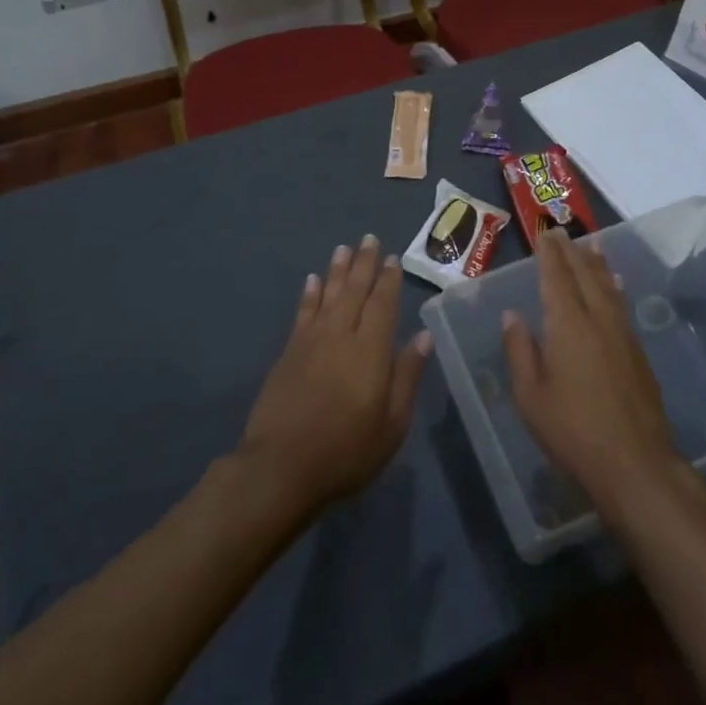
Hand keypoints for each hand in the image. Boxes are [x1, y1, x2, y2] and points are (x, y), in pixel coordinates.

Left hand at [238, 235, 429, 510]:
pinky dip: (309, 294)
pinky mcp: (289, 352)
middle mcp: (342, 335)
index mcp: (371, 349)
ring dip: (337, 271)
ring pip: (329, 295)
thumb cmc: (347, 449)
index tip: (393, 258)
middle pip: (355, 291)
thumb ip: (407, 375)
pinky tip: (312, 280)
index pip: (383, 304)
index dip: (389, 280)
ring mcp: (312, 341)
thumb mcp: (392, 423)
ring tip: (343, 248)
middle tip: (369, 239)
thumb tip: (423, 335)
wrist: (282, 466)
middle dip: (364, 264)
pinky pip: (303, 313)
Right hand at [501, 228, 683, 510]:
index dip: (550, 253)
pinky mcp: (638, 352)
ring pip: (608, 286)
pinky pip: (621, 303)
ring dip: (596, 263)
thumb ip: (520, 351)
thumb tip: (512, 315)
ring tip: (591, 245)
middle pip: (585, 274)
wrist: (635, 463)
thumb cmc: (573, 431)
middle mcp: (598, 319)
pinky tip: (614, 286)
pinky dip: (612, 286)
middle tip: (561, 232)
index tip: (544, 233)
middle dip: (572, 251)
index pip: (557, 277)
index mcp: (568, 324)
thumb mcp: (531, 396)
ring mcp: (622, 334)